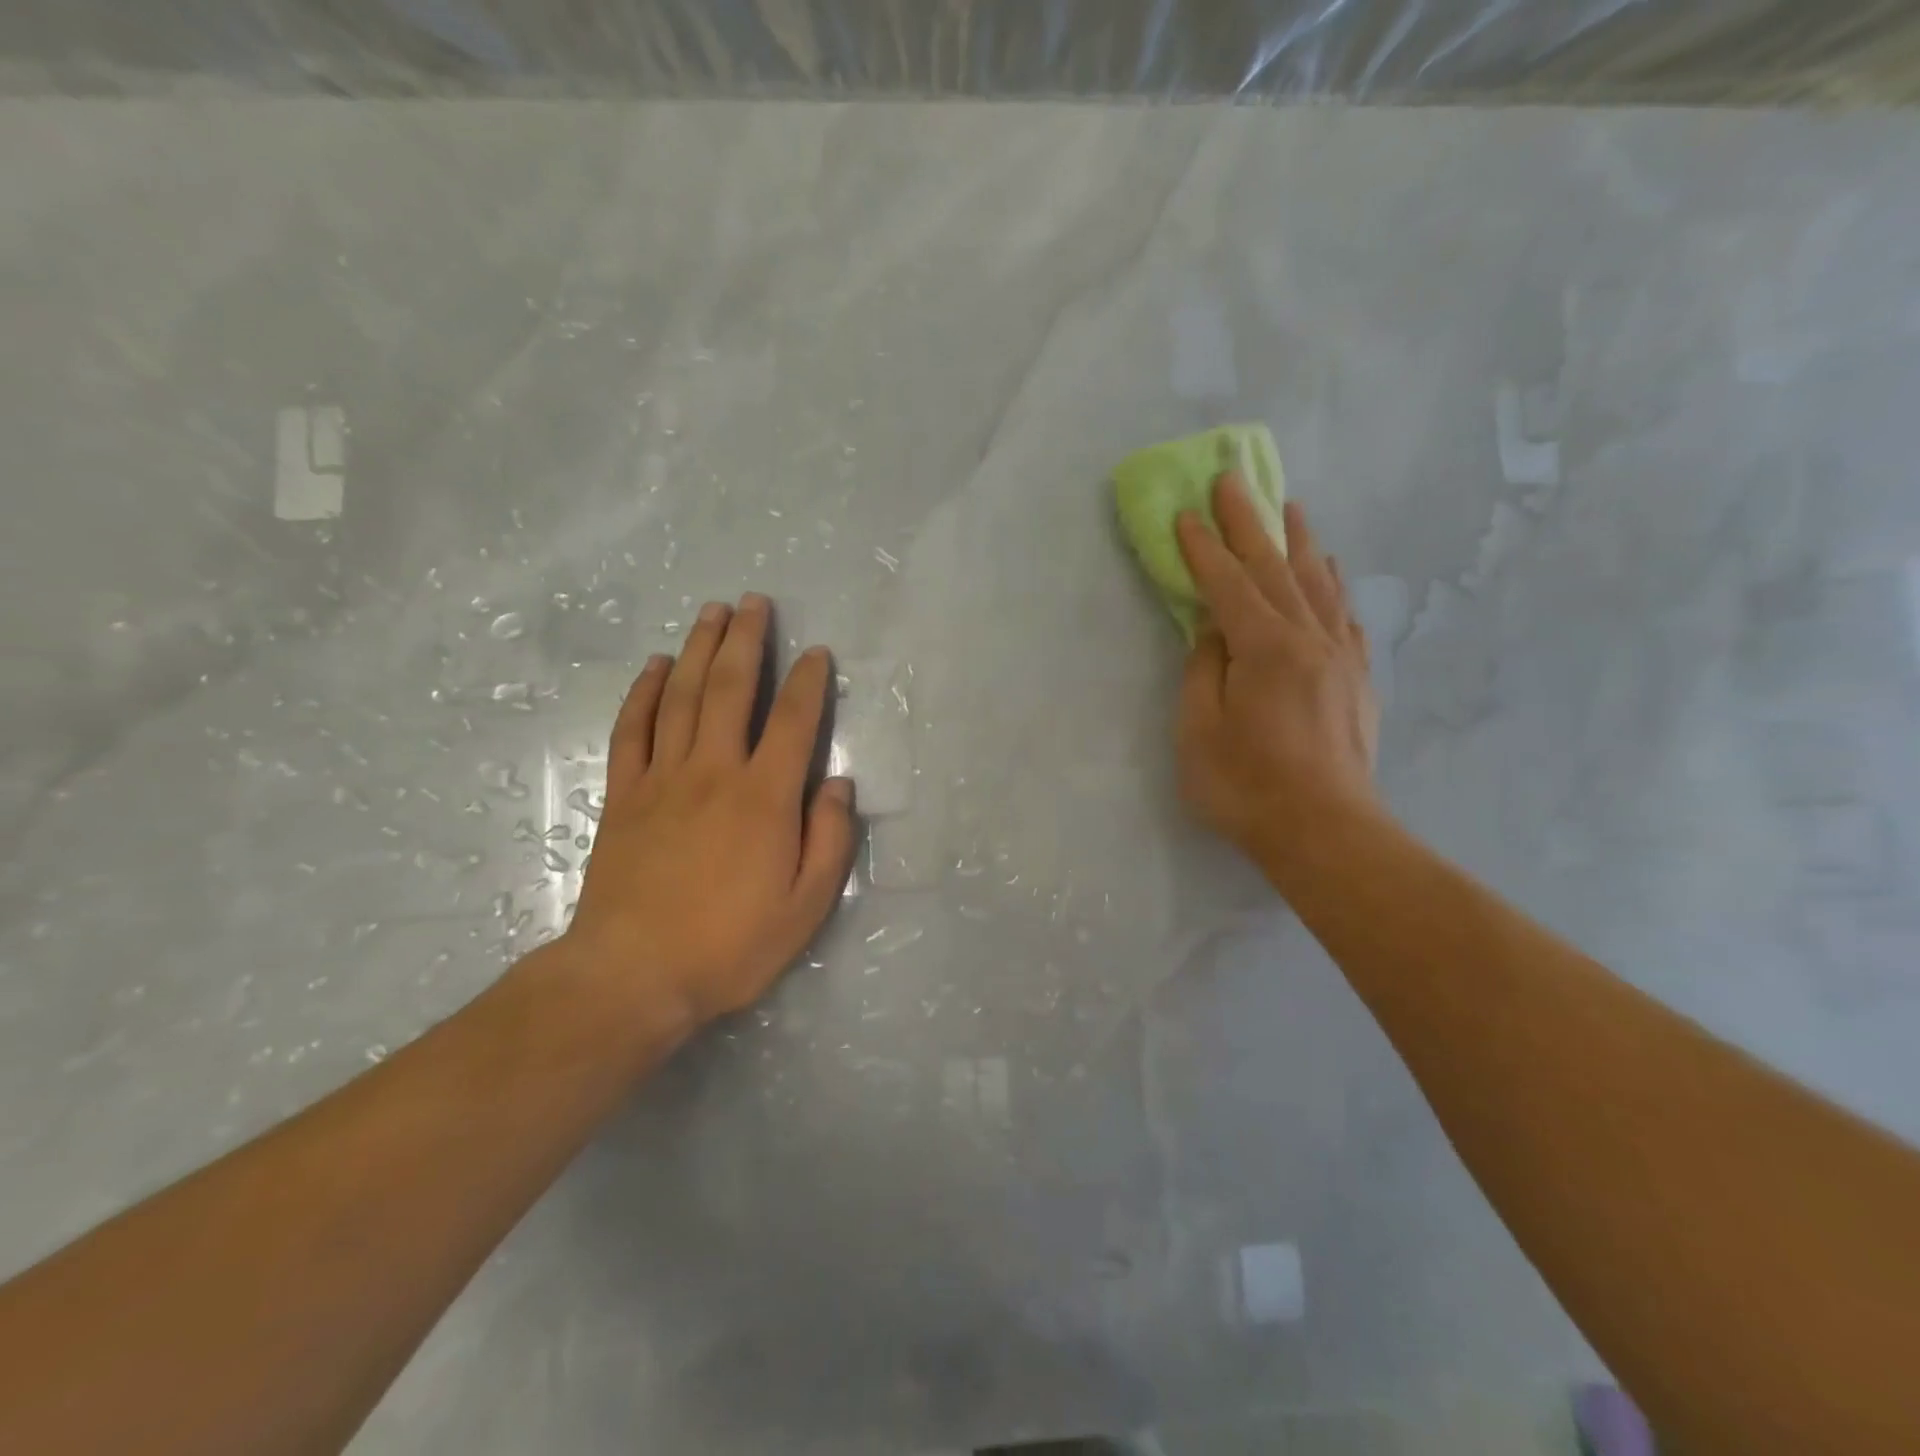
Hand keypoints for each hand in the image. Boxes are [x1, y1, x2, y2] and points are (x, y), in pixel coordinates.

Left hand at [560, 593, 855, 1033]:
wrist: (633, 975)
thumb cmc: (730, 945)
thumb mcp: (806, 907)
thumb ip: (829, 840)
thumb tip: (838, 785)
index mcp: (764, 798)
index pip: (792, 722)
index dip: (807, 681)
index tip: (815, 652)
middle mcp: (714, 772)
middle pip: (729, 690)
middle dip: (745, 641)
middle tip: (754, 602)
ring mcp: (663, 779)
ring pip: (680, 697)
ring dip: (697, 649)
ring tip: (711, 612)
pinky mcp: (624, 795)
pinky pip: (632, 730)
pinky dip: (643, 692)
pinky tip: (654, 666)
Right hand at [1174, 475, 1380, 864]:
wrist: (1326, 832)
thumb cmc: (1247, 787)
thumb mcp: (1199, 732)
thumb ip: (1203, 672)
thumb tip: (1212, 631)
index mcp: (1264, 648)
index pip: (1227, 585)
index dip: (1203, 548)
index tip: (1185, 513)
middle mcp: (1309, 639)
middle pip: (1275, 568)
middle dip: (1249, 523)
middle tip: (1233, 480)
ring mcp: (1341, 657)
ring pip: (1318, 584)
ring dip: (1299, 542)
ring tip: (1289, 507)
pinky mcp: (1358, 680)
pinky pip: (1345, 617)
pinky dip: (1333, 587)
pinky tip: (1330, 573)